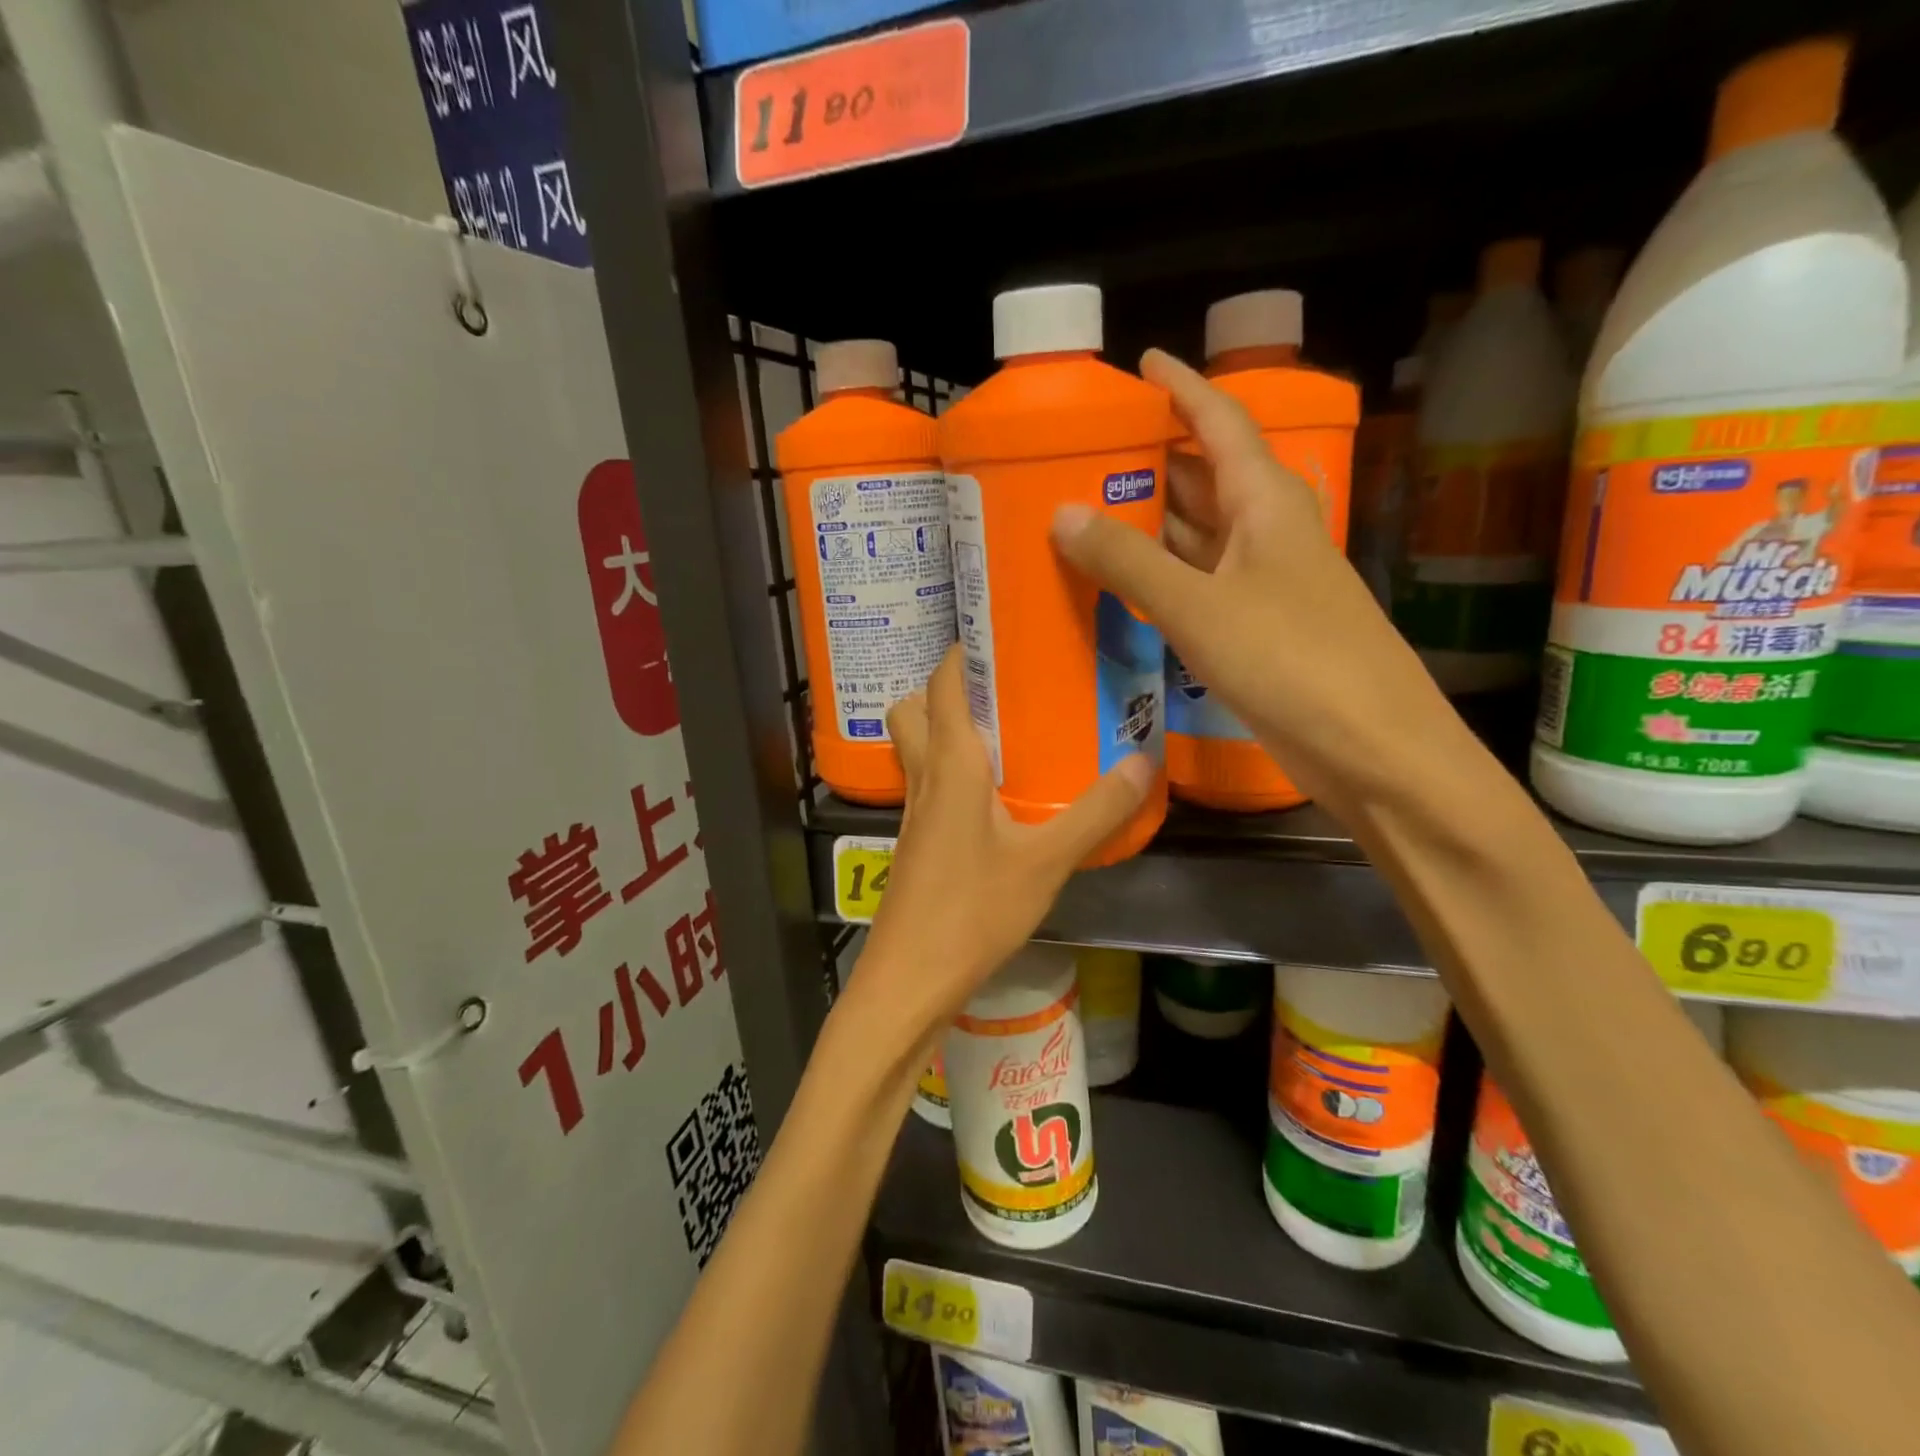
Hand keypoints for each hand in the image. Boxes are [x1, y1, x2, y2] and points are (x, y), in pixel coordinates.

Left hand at [846, 646, 1151, 1052]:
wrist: (910, 979)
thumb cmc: (973, 911)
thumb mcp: (1046, 860)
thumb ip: (1096, 811)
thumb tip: (1144, 762)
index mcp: (950, 765)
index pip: (942, 684)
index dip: (962, 651)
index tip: (999, 634)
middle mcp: (923, 778)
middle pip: (913, 710)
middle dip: (945, 689)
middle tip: (999, 690)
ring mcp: (911, 814)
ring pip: (913, 749)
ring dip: (942, 730)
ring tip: (1000, 736)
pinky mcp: (912, 844)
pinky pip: (924, 786)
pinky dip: (947, 773)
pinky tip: (990, 799)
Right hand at [1050, 348, 1452, 812]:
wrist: (1372, 748)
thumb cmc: (1292, 660)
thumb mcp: (1200, 606)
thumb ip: (1129, 560)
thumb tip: (1062, 513)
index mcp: (1267, 503)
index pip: (1220, 423)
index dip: (1181, 389)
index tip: (1139, 365)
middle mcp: (1266, 533)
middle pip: (1203, 478)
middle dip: (1149, 461)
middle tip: (1081, 454)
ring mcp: (1262, 584)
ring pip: (1197, 537)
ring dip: (1148, 524)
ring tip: (1083, 511)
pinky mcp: (1254, 630)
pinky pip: (1196, 587)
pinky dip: (1158, 579)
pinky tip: (1119, 584)